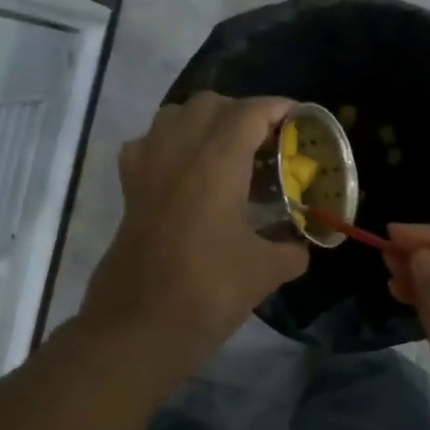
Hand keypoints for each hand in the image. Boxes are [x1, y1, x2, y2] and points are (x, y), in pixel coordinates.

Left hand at [80, 92, 307, 373]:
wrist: (139, 326)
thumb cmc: (208, 291)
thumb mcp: (265, 272)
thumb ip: (291, 249)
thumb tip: (301, 244)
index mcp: (216, 162)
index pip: (249, 112)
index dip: (279, 108)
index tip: (300, 119)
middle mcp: (178, 151)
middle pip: (210, 104)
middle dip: (242, 113)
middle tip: (267, 142)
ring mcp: (147, 167)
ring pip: (174, 115)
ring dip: (204, 122)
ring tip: (228, 152)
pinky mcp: (128, 189)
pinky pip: (148, 144)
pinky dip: (170, 144)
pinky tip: (185, 173)